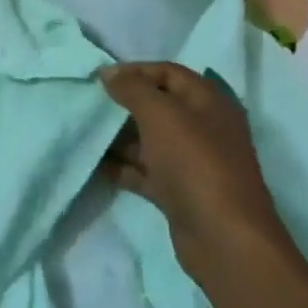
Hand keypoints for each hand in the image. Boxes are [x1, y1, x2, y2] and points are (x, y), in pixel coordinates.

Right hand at [100, 62, 292, 281]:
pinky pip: (144, 171)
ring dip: (118, 137)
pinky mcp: (178, 191)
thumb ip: (133, 89)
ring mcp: (190, 162)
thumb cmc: (195, 165)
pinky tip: (96, 166)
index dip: (135, 71)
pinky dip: (122, 167)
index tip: (98, 79)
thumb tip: (109, 73)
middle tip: (88, 106)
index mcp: (208, 103)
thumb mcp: (162, 116)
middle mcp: (202, 128)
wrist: (222, 237)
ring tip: (85, 134)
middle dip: (123, 105)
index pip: (169, 73)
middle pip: (158, 107)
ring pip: (149, 140)